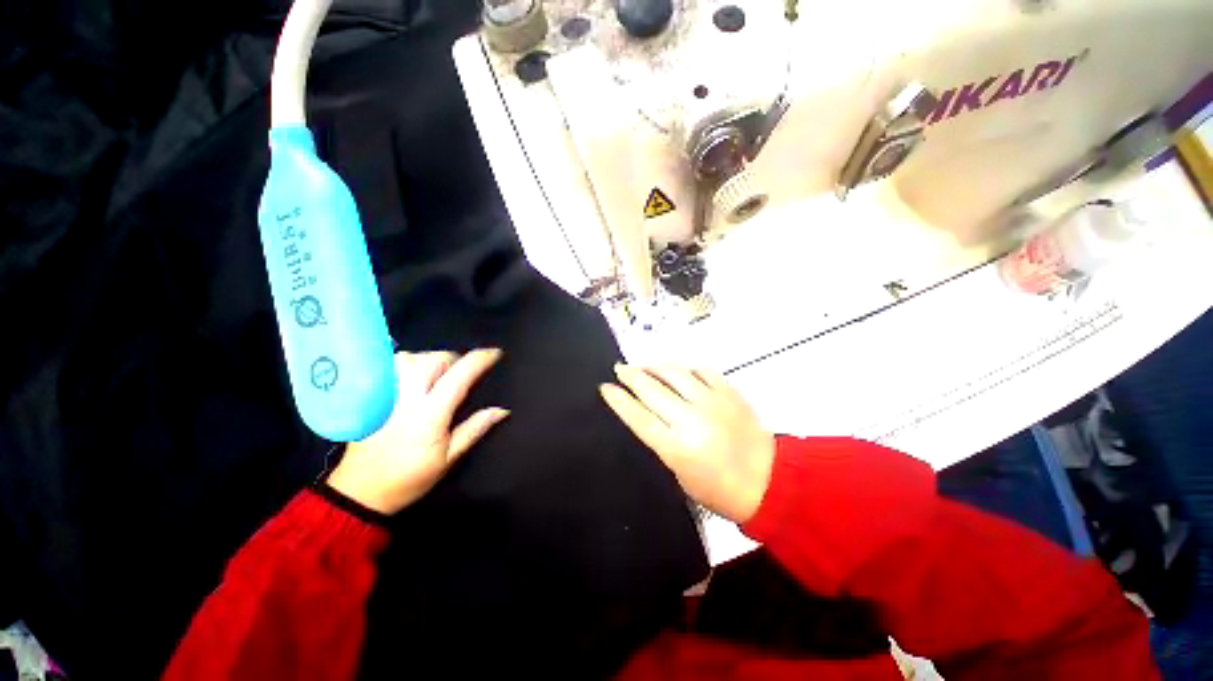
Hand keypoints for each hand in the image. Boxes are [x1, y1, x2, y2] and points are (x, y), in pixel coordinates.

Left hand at [327, 349, 508, 514]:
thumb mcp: (448, 458)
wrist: (360, 493)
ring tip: (437, 374)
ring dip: (429, 359)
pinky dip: (407, 363)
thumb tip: (502, 410)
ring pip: (408, 358)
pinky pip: (389, 366)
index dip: (480, 360)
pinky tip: (412, 376)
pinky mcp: (370, 397)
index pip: (458, 377)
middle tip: (462, 372)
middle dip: (454, 359)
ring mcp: (384, 396)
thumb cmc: (409, 478)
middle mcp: (406, 399)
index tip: (496, 353)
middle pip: (432, 360)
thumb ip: (474, 429)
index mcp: (429, 415)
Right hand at [600, 365, 775, 523]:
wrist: (769, 482)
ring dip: (654, 366)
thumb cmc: (719, 489)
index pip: (638, 416)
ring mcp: (712, 402)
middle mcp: (691, 419)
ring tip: (644, 365)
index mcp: (676, 447)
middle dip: (630, 375)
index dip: (618, 400)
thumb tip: (646, 415)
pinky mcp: (729, 393)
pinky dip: (686, 370)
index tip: (605, 387)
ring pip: (674, 373)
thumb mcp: (679, 474)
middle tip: (619, 369)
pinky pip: (702, 371)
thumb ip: (662, 442)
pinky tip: (680, 372)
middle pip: (652, 389)